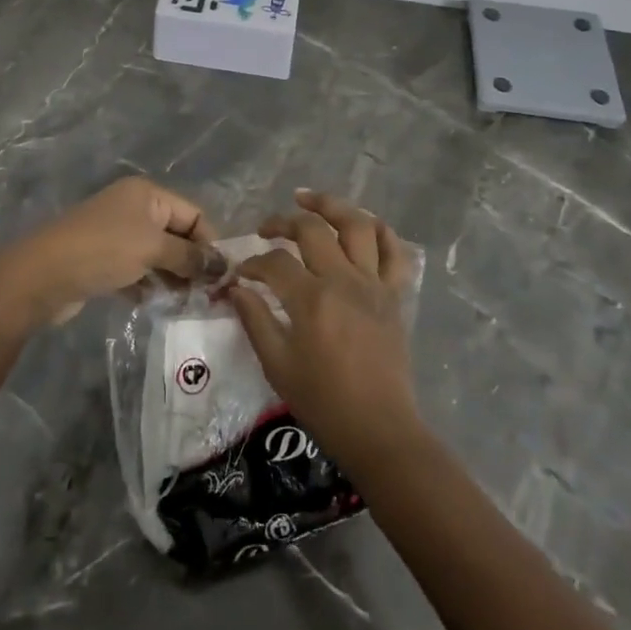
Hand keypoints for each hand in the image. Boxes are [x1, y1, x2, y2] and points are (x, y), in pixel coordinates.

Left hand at [0, 177, 214, 331]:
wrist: (42, 275)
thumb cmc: (104, 250)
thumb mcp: (153, 248)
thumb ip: (190, 256)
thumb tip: (221, 266)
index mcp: (147, 194)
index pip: (194, 214)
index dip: (210, 243)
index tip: (222, 276)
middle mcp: (134, 209)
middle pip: (177, 235)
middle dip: (192, 263)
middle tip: (208, 296)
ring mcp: (117, 235)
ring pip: (158, 256)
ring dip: (173, 277)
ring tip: (186, 304)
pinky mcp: (104, 261)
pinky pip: (138, 271)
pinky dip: (150, 285)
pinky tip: (158, 305)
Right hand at [229, 188, 425, 473]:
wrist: (378, 429)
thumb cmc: (323, 402)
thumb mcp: (277, 365)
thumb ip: (255, 319)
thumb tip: (236, 288)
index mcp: (311, 299)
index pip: (274, 262)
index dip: (252, 262)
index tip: (241, 274)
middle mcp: (343, 280)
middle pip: (312, 229)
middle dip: (283, 221)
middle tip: (268, 229)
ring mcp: (373, 284)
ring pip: (357, 225)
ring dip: (331, 205)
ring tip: (309, 200)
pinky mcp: (394, 295)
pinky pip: (394, 252)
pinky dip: (381, 231)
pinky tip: (362, 224)